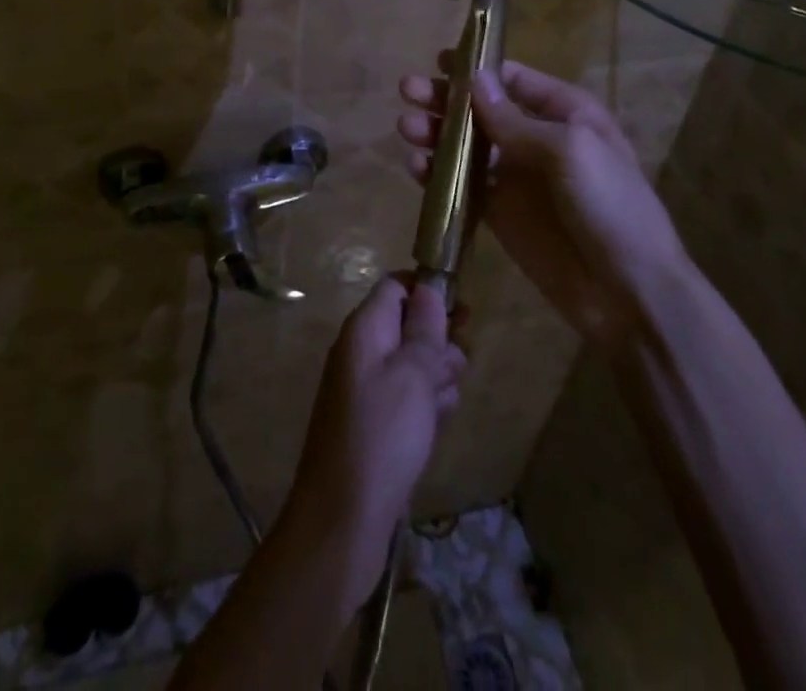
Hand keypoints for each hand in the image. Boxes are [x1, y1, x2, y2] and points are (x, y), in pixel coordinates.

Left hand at [282, 276, 464, 605]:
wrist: (343, 519)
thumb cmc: (382, 434)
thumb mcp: (413, 374)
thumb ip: (425, 329)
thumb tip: (428, 289)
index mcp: (364, 329)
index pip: (395, 286)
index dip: (427, 291)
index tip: (462, 311)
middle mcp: (360, 351)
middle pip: (406, 325)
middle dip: (438, 341)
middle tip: (459, 366)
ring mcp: (364, 388)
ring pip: (411, 364)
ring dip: (436, 375)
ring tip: (446, 402)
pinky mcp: (373, 422)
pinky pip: (405, 397)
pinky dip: (424, 404)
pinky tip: (438, 424)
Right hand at [398, 59, 685, 351]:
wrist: (629, 291)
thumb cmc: (608, 204)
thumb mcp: (568, 150)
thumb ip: (514, 119)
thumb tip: (473, 79)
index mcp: (564, 112)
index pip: (512, 79)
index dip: (476, 69)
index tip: (438, 62)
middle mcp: (536, 138)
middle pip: (481, 110)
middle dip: (445, 98)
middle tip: (408, 90)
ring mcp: (515, 177)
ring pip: (466, 146)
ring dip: (435, 134)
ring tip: (407, 127)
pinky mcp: (499, 213)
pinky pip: (462, 186)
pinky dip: (437, 175)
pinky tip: (416, 168)